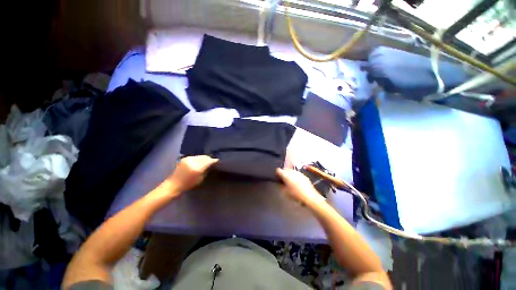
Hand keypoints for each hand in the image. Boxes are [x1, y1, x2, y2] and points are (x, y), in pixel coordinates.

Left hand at [167, 155, 217, 193]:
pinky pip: (195, 157)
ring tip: (207, 161)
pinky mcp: (185, 158)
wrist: (174, 184)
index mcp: (197, 168)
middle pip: (204, 157)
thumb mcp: (200, 179)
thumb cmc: (188, 184)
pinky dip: (199, 158)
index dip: (214, 161)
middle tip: (212, 161)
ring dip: (204, 158)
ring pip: (200, 156)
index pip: (208, 161)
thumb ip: (206, 171)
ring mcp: (188, 159)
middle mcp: (192, 161)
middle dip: (209, 159)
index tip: (218, 161)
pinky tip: (200, 161)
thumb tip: (211, 165)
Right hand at [276, 168, 325, 207]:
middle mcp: (291, 171)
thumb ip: (281, 186)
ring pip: (292, 171)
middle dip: (284, 173)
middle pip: (285, 169)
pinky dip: (296, 177)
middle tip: (284, 180)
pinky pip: (297, 174)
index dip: (277, 174)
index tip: (278, 178)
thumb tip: (280, 183)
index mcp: (285, 174)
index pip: (278, 170)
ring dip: (290, 175)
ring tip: (291, 182)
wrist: (309, 196)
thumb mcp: (284, 192)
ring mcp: (298, 172)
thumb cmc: (295, 194)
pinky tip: (297, 184)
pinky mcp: (304, 175)